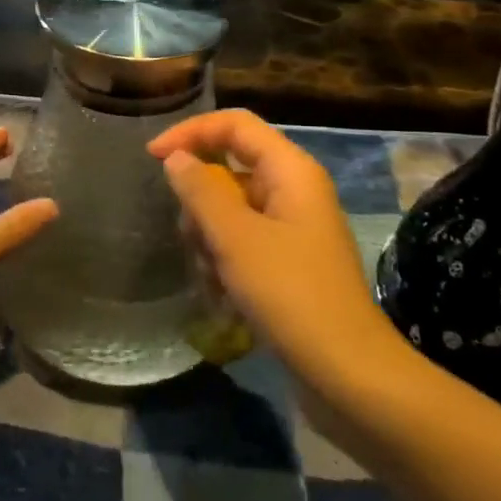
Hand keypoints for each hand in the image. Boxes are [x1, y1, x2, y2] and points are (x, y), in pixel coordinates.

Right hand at [149, 110, 405, 392]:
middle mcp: (294, 190)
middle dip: (201, 202)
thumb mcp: (235, 238)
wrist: (348, 375)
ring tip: (213, 278)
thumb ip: (200, 190)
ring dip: (211, 239)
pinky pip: (243, 243)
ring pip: (232, 210)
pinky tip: (224, 298)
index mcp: (291, 170)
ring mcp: (293, 228)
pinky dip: (226, 262)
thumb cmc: (290, 294)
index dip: (190, 132)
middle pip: (230, 169)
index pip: (234, 125)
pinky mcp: (289, 262)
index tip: (152, 157)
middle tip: (192, 239)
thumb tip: (175, 157)